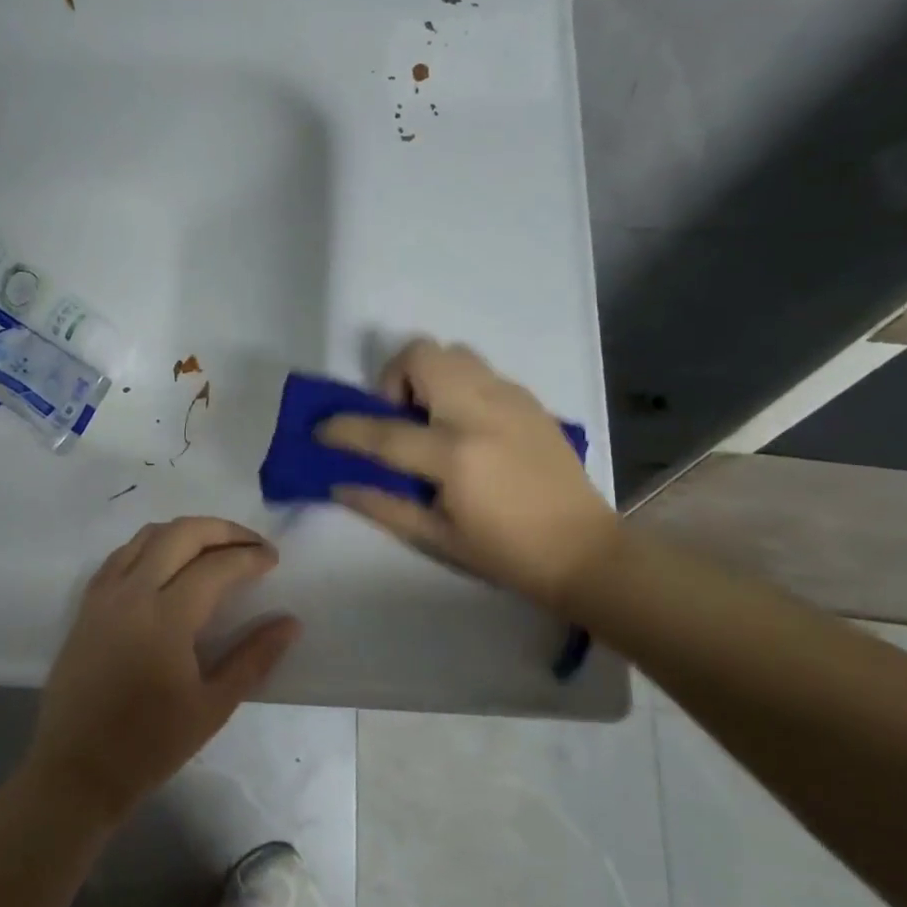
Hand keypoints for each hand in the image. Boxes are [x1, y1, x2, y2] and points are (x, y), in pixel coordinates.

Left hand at [26, 517, 301, 822]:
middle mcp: (132, 592)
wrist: (77, 770)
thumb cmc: (150, 745)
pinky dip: (152, 545)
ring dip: (187, 532)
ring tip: (215, 549)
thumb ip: (254, 658)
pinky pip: (122, 554)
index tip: (272, 560)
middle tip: (251, 545)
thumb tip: (290, 622)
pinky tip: (168, 564)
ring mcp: (104, 594)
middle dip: (223, 530)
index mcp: (166, 618)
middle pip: (181, 534)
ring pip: (148, 535)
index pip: (216, 566)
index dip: (250, 557)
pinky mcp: (87, 604)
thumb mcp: (213, 707)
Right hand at [319, 339, 619, 611]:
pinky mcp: (530, 401)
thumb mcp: (436, 538)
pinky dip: (459, 386)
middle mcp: (481, 413)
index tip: (322, 430)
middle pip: (423, 355)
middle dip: (395, 379)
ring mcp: (511, 400)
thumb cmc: (505, 554)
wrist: (585, 551)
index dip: (343, 429)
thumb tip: (338, 483)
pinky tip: (467, 427)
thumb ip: (382, 505)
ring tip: (432, 419)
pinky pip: (481, 371)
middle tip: (399, 419)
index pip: (383, 431)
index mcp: (455, 455)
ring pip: (454, 353)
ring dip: (428, 376)